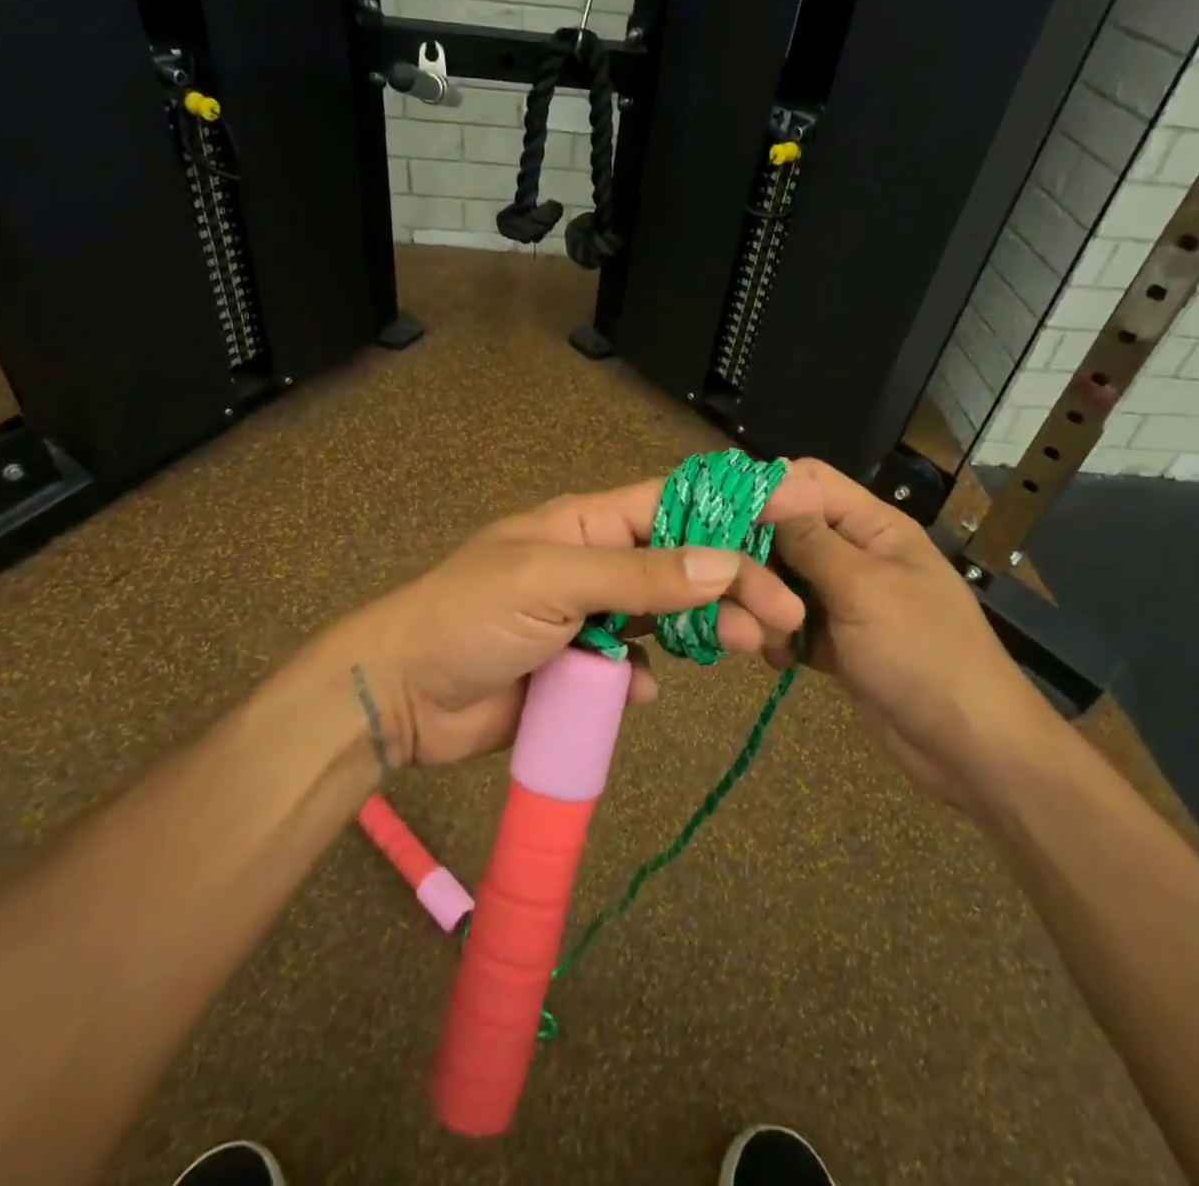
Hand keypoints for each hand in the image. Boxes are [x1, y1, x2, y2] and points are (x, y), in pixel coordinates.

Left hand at [300, 479, 808, 768]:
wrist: (404, 695)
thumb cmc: (471, 618)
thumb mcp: (552, 582)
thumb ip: (638, 575)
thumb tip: (726, 562)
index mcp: (587, 525)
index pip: (674, 503)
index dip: (732, 506)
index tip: (794, 514)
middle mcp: (596, 564)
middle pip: (682, 563)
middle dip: (735, 581)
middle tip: (784, 613)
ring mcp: (589, 617)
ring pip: (666, 615)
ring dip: (707, 629)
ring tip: (750, 648)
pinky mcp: (581, 668)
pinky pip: (632, 664)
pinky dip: (647, 675)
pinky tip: (645, 688)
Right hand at [764, 459, 1058, 808]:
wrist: (970, 748)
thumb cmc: (923, 654)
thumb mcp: (863, 589)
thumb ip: (810, 539)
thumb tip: (771, 480)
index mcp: (873, 526)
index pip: (809, 481)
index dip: (766, 490)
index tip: (722, 517)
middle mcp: (857, 554)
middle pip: (788, 532)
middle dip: (759, 558)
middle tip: (735, 590)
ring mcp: (846, 600)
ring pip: (784, 581)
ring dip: (766, 605)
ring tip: (761, 634)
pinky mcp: (837, 641)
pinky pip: (792, 624)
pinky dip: (780, 638)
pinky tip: (779, 660)